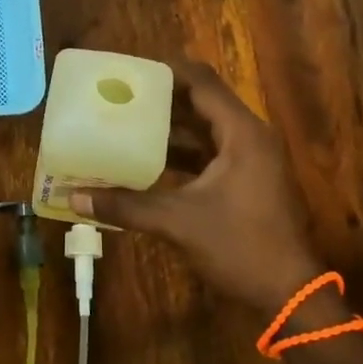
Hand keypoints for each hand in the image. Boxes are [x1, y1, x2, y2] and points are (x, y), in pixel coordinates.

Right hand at [73, 60, 327, 317]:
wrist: (288, 294)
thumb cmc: (239, 247)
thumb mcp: (177, 222)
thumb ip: (125, 205)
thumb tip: (74, 197)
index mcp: (241, 134)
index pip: (201, 83)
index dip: (166, 71)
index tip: (128, 69)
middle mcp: (249, 138)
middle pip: (202, 102)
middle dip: (161, 98)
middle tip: (118, 94)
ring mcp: (251, 160)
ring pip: (204, 129)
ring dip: (168, 126)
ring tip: (124, 121)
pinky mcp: (246, 180)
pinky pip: (208, 152)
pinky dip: (180, 152)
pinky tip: (146, 159)